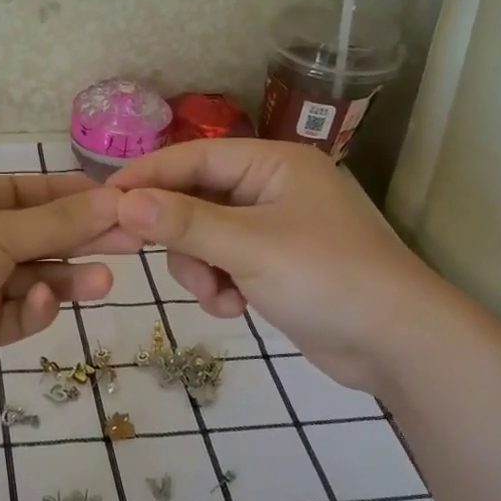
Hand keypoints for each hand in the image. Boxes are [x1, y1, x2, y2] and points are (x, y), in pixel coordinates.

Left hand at [0, 173, 129, 393]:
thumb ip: (58, 222)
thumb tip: (115, 197)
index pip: (34, 193)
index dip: (78, 197)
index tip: (124, 203)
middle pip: (40, 237)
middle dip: (83, 240)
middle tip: (134, 242)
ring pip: (32, 279)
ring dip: (66, 278)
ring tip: (105, 282)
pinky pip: (15, 314)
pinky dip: (32, 310)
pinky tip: (44, 305)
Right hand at [108, 140, 452, 394]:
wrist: (397, 344)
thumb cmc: (328, 279)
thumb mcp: (249, 247)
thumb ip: (184, 223)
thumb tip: (122, 202)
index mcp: (274, 164)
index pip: (195, 157)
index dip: (148, 176)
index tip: (103, 200)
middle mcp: (271, 189)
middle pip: (195, 200)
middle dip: (181, 237)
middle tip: (159, 260)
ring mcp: (273, 229)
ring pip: (204, 238)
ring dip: (200, 270)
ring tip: (220, 296)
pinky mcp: (274, 266)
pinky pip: (224, 265)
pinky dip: (219, 286)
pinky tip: (234, 308)